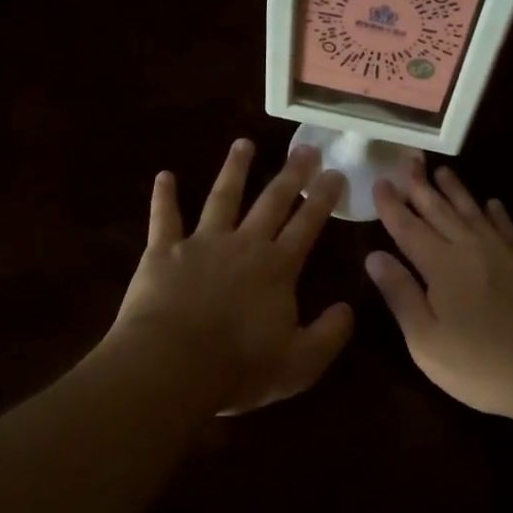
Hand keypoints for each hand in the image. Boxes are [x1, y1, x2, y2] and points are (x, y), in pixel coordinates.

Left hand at [110, 139, 354, 412]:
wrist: (171, 366)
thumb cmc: (239, 368)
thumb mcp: (300, 363)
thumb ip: (329, 335)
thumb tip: (349, 308)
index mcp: (277, 268)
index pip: (307, 224)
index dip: (323, 198)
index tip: (335, 172)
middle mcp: (244, 244)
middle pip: (271, 201)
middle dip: (290, 174)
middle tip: (304, 147)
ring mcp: (202, 243)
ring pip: (222, 197)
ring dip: (234, 169)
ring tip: (243, 144)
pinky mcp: (163, 252)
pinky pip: (164, 218)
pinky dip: (164, 196)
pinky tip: (164, 175)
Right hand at [365, 164, 512, 422]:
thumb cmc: (484, 366)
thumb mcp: (427, 342)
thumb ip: (401, 296)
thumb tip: (374, 257)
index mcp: (441, 267)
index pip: (408, 228)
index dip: (392, 205)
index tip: (380, 181)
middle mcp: (471, 249)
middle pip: (440, 211)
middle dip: (421, 186)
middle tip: (409, 160)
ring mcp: (505, 253)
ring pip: (473, 212)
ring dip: (456, 191)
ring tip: (442, 171)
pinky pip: (508, 227)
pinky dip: (497, 213)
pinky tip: (493, 203)